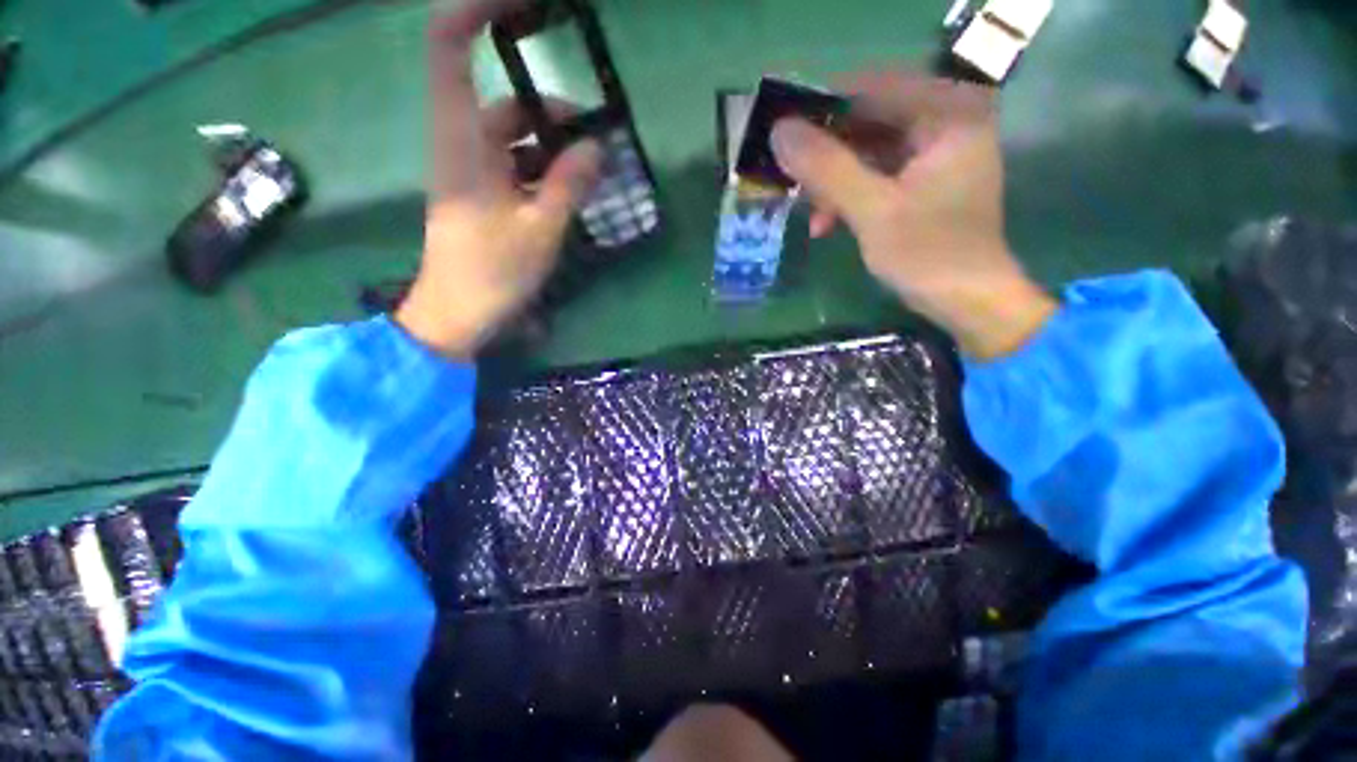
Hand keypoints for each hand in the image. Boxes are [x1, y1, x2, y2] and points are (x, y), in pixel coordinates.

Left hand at [396, 0, 602, 358]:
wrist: (458, 312)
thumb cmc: (494, 270)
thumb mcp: (541, 228)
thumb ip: (569, 184)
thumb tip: (597, 147)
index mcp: (462, 139)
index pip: (451, 49)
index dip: (477, 12)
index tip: (521, 4)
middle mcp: (462, 144)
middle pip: (502, 102)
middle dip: (551, 112)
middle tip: (596, 137)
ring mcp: (472, 171)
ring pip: (514, 138)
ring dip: (553, 148)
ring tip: (593, 171)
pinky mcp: (483, 194)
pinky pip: (516, 166)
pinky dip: (544, 171)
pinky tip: (571, 190)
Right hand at [771, 72, 1054, 359]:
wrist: (967, 300)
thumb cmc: (928, 254)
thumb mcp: (872, 210)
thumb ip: (827, 168)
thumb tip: (779, 132)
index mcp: (948, 113)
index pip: (873, 88)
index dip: (823, 109)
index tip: (785, 136)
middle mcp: (946, 121)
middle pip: (870, 120)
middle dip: (828, 157)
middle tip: (796, 185)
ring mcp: (935, 152)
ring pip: (868, 151)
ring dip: (835, 183)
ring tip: (815, 219)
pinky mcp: (924, 180)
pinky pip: (876, 174)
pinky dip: (850, 195)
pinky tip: (828, 223)